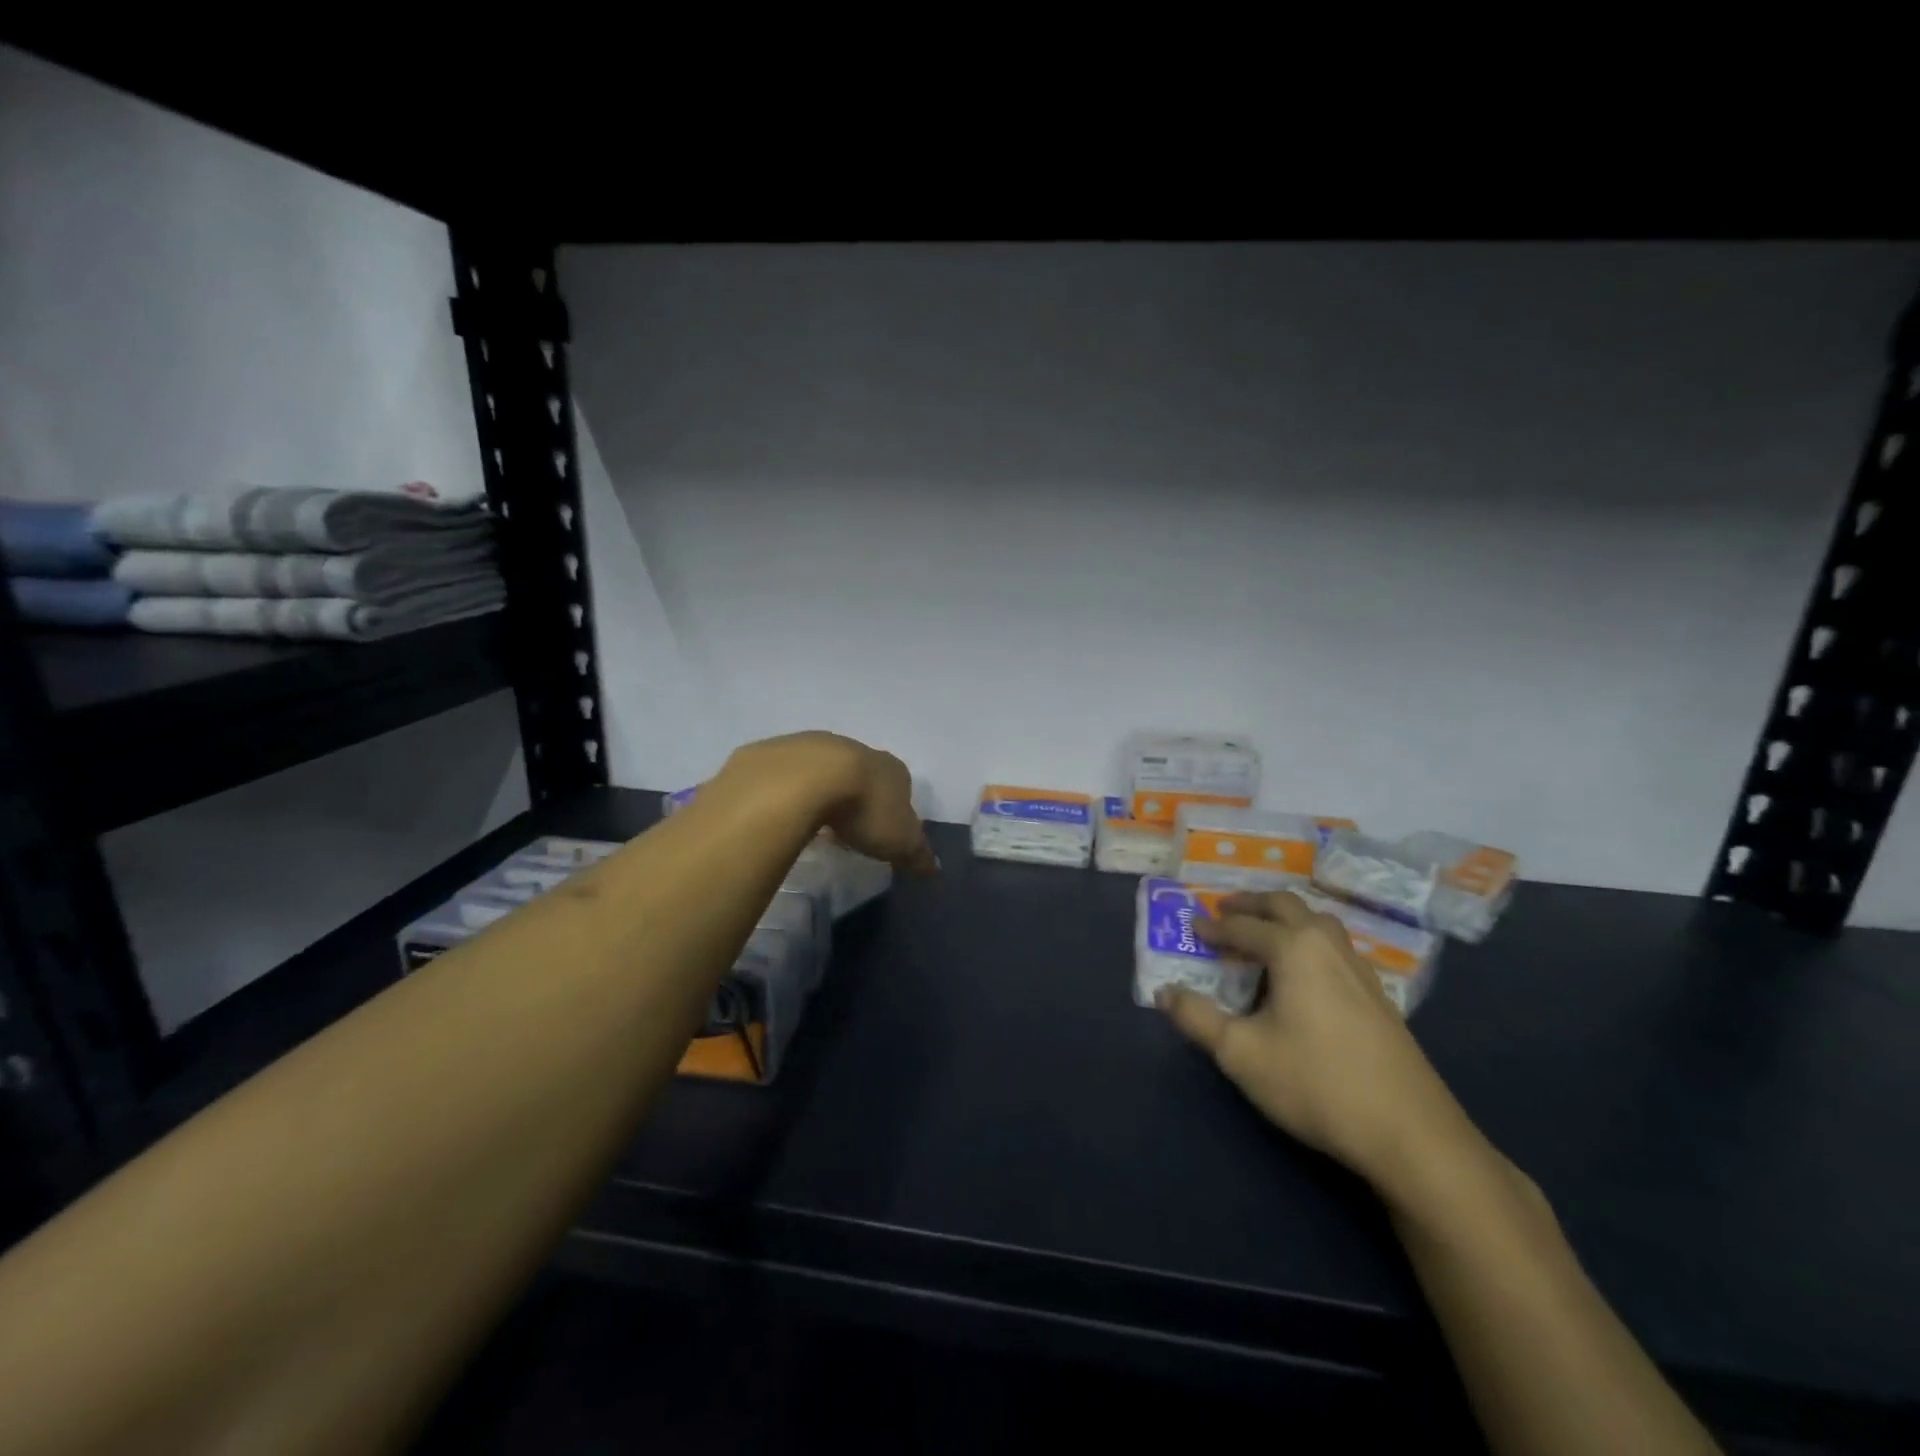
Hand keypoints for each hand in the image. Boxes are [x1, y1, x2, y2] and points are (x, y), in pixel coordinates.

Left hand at [722, 731, 937, 873]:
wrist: (810, 779)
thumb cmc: (866, 810)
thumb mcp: (901, 841)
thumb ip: (919, 854)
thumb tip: (936, 870)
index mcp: (892, 769)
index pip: (900, 787)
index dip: (893, 809)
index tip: (882, 833)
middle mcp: (858, 749)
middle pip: (862, 775)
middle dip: (857, 798)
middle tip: (848, 830)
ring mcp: (818, 746)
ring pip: (825, 771)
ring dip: (823, 793)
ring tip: (814, 824)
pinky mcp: (781, 751)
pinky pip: (790, 775)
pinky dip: (791, 792)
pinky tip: (785, 813)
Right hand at [1159, 890, 1473, 1190]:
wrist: (1410, 1133)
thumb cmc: (1316, 1083)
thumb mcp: (1240, 1053)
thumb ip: (1197, 1018)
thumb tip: (1164, 992)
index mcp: (1294, 948)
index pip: (1244, 926)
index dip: (1214, 926)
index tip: (1191, 928)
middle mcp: (1327, 945)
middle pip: (1286, 906)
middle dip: (1251, 905)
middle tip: (1225, 911)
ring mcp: (1359, 968)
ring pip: (1318, 922)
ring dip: (1285, 918)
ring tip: (1262, 934)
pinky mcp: (1378, 994)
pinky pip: (1334, 946)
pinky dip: (1308, 940)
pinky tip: (1303, 973)